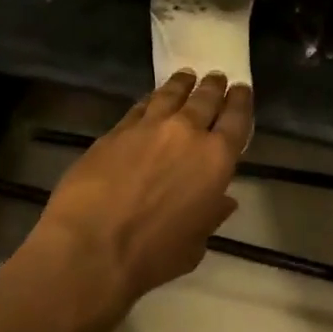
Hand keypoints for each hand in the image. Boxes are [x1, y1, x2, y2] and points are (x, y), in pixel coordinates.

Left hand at [39, 70, 252, 309]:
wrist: (91, 246)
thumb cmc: (152, 255)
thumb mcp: (195, 244)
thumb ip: (211, 215)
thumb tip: (223, 199)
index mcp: (215, 159)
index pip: (236, 119)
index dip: (240, 101)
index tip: (241, 90)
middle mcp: (187, 132)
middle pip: (205, 98)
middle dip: (214, 86)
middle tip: (217, 78)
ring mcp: (150, 126)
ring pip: (172, 93)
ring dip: (183, 83)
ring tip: (187, 76)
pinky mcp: (118, 129)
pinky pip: (141, 105)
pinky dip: (152, 99)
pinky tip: (152, 98)